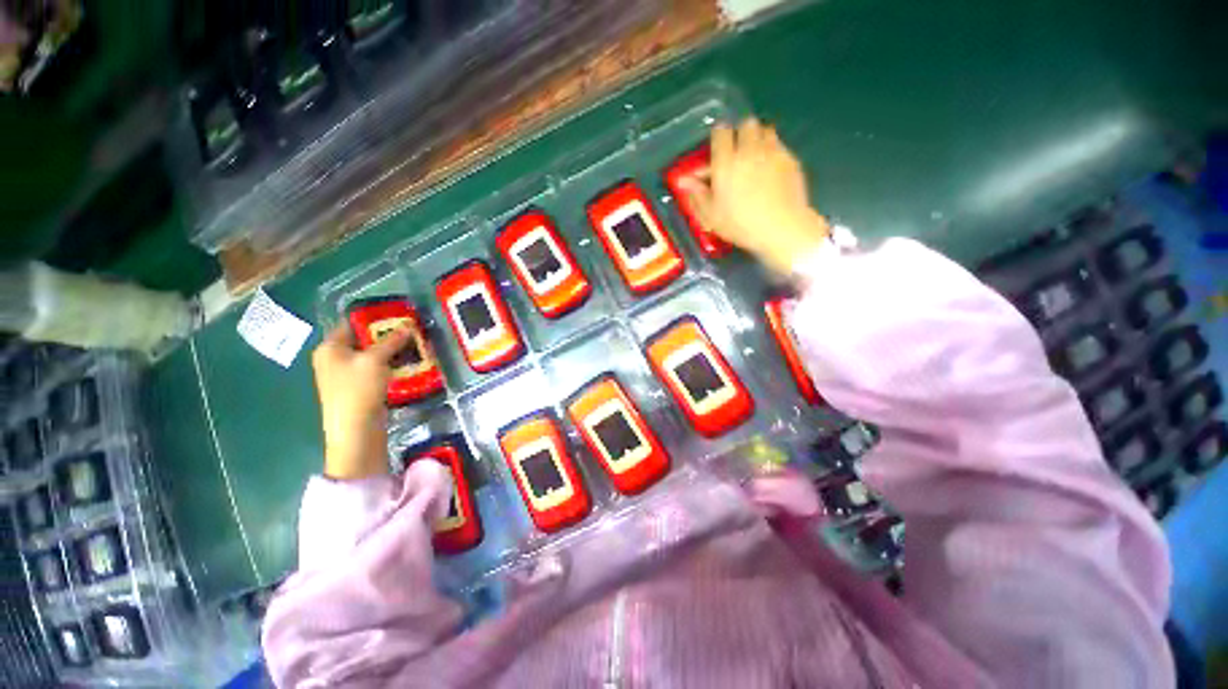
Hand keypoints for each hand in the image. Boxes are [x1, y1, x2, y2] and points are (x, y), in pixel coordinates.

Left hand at [311, 323, 411, 479]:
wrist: (355, 429)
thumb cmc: (358, 389)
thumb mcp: (375, 360)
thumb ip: (391, 341)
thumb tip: (407, 326)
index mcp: (330, 348)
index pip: (351, 323)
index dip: (373, 317)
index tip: (397, 314)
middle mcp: (334, 358)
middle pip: (362, 340)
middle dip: (387, 335)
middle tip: (410, 330)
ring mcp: (345, 375)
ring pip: (371, 355)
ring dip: (391, 351)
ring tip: (414, 345)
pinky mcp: (358, 388)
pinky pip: (375, 369)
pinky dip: (389, 365)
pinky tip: (407, 363)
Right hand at [680, 118, 829, 275]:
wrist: (780, 227)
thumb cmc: (740, 224)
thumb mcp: (711, 216)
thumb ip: (697, 195)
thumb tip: (683, 180)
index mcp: (725, 163)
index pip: (721, 133)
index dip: (718, 137)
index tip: (718, 148)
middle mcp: (748, 150)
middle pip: (745, 124)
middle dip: (740, 133)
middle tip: (737, 151)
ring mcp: (772, 152)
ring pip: (764, 130)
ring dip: (758, 138)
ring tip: (755, 156)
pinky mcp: (790, 159)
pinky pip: (779, 144)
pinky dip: (772, 150)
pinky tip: (771, 168)